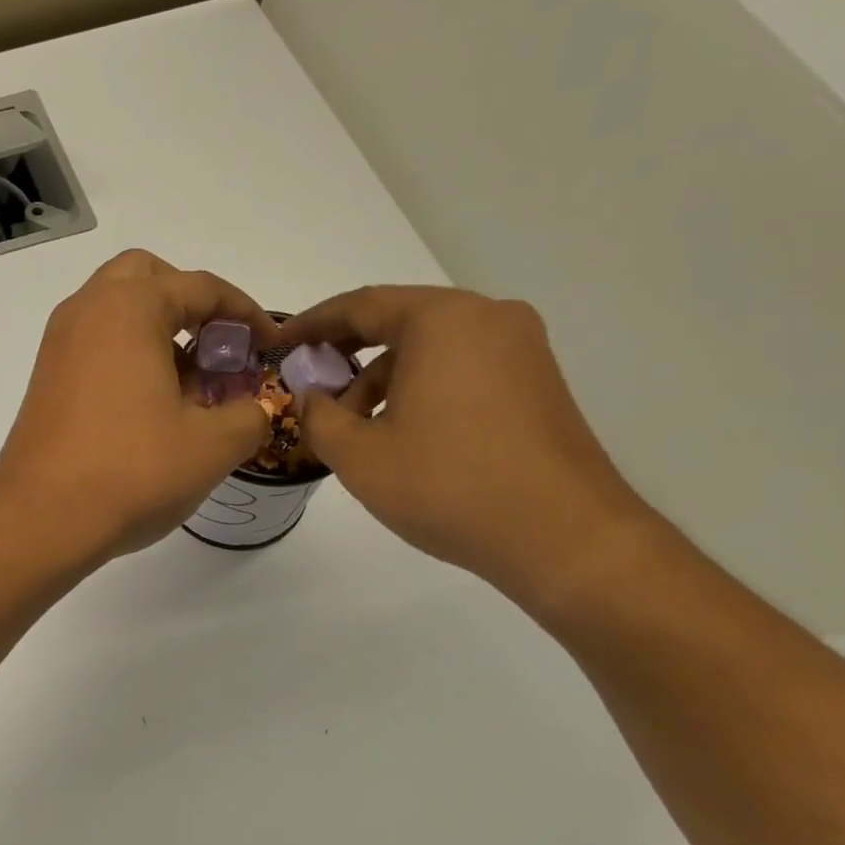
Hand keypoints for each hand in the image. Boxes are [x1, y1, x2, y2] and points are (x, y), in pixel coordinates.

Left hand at [0, 250, 280, 561]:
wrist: (40, 519)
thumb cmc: (132, 471)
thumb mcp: (212, 445)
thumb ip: (250, 415)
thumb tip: (254, 408)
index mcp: (128, 308)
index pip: (200, 287)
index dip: (246, 313)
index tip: (270, 345)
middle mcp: (86, 311)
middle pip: (147, 279)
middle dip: (190, 304)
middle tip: (217, 347)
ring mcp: (59, 345)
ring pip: (116, 311)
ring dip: (158, 331)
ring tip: (190, 386)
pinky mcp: (46, 378)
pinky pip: (95, 344)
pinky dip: (128, 354)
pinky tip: (151, 407)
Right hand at [279, 286, 653, 602]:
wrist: (565, 538)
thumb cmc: (449, 485)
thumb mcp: (358, 455)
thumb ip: (318, 416)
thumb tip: (312, 397)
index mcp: (443, 320)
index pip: (361, 306)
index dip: (311, 324)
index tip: (280, 345)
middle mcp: (488, 319)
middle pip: (399, 323)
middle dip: (347, 356)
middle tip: (313, 389)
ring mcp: (521, 350)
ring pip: (431, 348)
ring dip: (384, 378)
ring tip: (356, 428)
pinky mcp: (538, 383)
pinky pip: (462, 368)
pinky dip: (422, 388)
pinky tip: (402, 433)